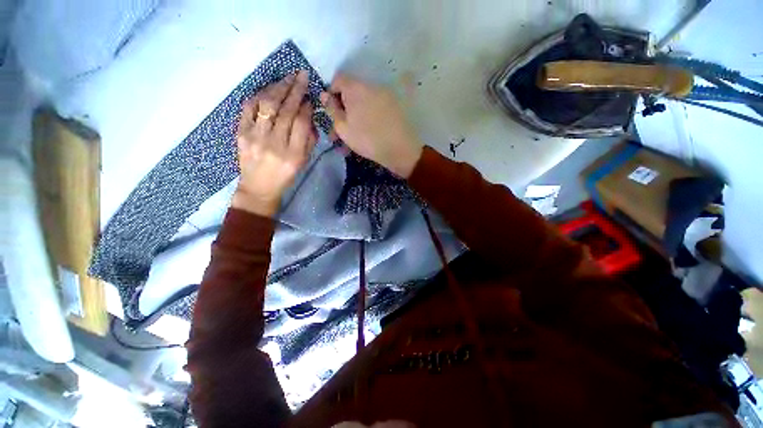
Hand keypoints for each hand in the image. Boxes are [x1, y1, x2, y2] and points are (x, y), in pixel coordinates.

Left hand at [232, 71, 316, 216]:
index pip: (301, 123)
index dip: (306, 107)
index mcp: (293, 155)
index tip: (310, 98)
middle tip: (302, 76)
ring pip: (267, 105)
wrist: (259, 187)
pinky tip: (269, 89)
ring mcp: (255, 137)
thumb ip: (309, 140)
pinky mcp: (240, 133)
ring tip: (288, 78)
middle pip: (285, 110)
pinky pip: (249, 108)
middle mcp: (274, 144)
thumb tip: (309, 116)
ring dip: (278, 87)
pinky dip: (260, 95)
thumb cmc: (285, 176)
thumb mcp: (303, 163)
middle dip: (295, 90)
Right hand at [320, 74, 422, 177]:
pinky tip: (366, 134)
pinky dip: (367, 119)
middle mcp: (371, 86)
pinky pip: (375, 109)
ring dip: (355, 118)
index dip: (330, 94)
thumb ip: (332, 110)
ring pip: (363, 104)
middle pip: (351, 93)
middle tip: (339, 131)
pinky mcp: (393, 107)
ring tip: (352, 138)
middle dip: (343, 111)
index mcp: (356, 87)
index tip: (331, 113)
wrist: (399, 149)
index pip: (337, 80)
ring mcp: (384, 96)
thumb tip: (324, 95)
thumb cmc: (367, 139)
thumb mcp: (343, 127)